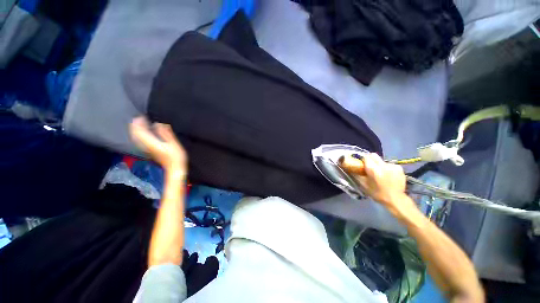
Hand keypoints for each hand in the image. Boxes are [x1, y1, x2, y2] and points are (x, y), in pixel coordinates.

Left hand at [130, 116, 186, 173]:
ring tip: (140, 124)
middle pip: (135, 134)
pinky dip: (139, 135)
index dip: (139, 122)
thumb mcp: (174, 143)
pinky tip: (144, 133)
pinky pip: (140, 141)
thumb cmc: (176, 156)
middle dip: (135, 125)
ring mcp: (146, 149)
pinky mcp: (149, 151)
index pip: (139, 131)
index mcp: (151, 143)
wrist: (174, 168)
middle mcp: (145, 145)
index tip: (142, 116)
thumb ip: (165, 133)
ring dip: (136, 130)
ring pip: (136, 138)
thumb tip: (158, 123)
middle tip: (139, 118)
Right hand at [340, 153, 411, 211]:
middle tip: (369, 167)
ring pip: (381, 160)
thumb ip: (357, 175)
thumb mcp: (364, 185)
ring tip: (380, 173)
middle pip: (374, 155)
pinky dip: (387, 168)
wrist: (396, 199)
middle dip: (370, 159)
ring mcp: (392, 166)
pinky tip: (388, 175)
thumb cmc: (377, 193)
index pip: (366, 157)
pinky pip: (389, 164)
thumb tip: (351, 168)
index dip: (362, 160)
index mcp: (373, 169)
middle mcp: (383, 165)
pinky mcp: (399, 168)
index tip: (361, 164)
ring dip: (379, 164)